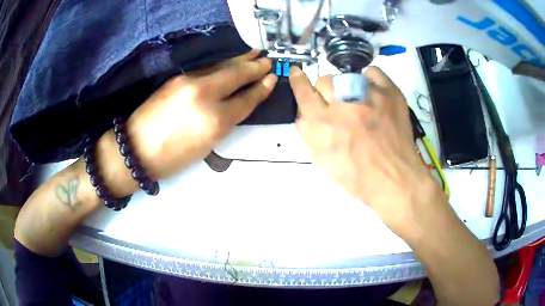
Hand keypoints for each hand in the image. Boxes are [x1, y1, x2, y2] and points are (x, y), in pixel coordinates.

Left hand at [128, 51, 276, 178]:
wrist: (136, 149)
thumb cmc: (173, 157)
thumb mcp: (207, 145)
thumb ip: (225, 121)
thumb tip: (237, 102)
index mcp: (215, 120)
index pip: (246, 99)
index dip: (261, 88)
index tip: (272, 78)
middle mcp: (205, 95)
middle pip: (236, 75)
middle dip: (254, 67)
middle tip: (268, 60)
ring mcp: (189, 82)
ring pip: (220, 66)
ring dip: (239, 59)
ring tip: (253, 53)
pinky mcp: (177, 78)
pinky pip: (205, 69)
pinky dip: (220, 65)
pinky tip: (227, 62)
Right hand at [289, 67, 442, 231]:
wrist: (395, 179)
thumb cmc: (358, 177)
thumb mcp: (323, 161)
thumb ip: (309, 133)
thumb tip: (303, 111)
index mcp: (324, 125)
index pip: (303, 92)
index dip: (298, 80)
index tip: (296, 73)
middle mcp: (344, 106)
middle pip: (325, 81)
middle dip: (326, 92)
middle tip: (338, 106)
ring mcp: (369, 96)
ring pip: (346, 75)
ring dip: (346, 88)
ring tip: (358, 103)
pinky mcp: (390, 93)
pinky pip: (372, 72)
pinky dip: (368, 80)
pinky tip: (372, 94)